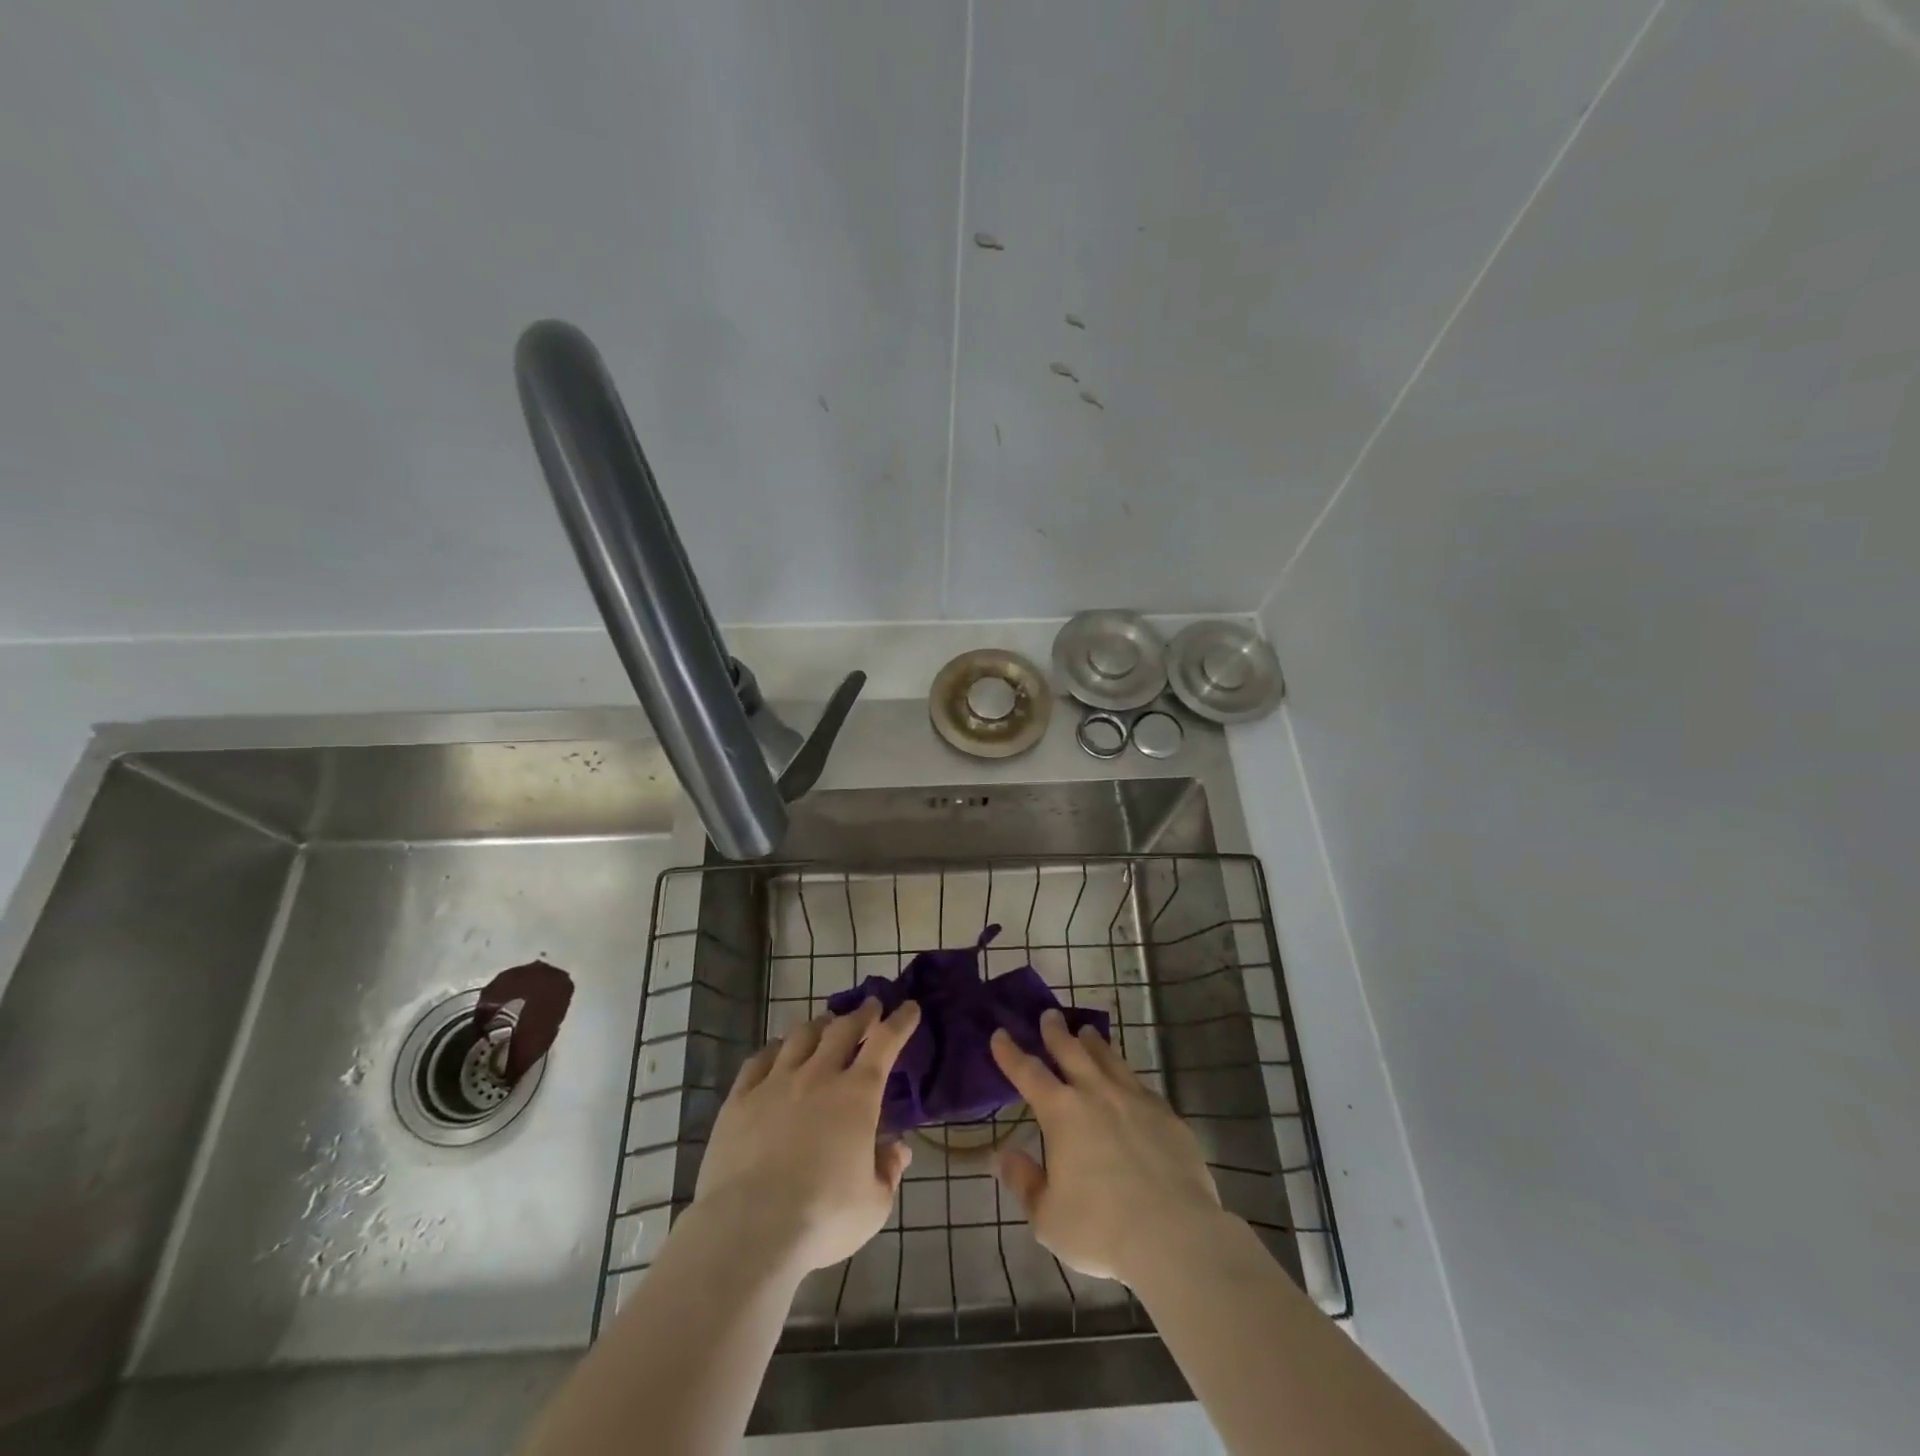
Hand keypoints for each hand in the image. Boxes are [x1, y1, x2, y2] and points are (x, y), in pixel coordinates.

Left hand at [693, 997, 920, 1273]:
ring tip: (825, 1023)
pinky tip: (777, 1050)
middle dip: (860, 1014)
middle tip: (869, 1006)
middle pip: (842, 1029)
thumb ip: (888, 1171)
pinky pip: (759, 1060)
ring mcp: (775, 1083)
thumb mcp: (873, 1205)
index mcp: (857, 1096)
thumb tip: (898, 1149)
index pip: (885, 1044)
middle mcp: (818, 1077)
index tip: (909, 1007)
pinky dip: (775, 1049)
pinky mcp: (739, 1100)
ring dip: (818, 1025)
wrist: (748, 1231)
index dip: (900, 1022)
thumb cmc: (822, 1219)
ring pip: (800, 1036)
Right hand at [990, 1009, 1224, 1285]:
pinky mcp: (1166, 1114)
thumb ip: (1024, 1182)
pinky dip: (1126, 1074)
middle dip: (1055, 1031)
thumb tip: (1002, 1156)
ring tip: (1087, 1032)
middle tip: (1049, 1015)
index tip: (1000, 1034)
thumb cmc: (1101, 1229)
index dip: (1010, 1052)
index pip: (1028, 1072)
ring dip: (1094, 1043)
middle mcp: (1096, 1093)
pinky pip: (1139, 1084)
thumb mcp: (1047, 1218)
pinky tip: (1127, 1079)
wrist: (1175, 1235)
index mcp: (1061, 1113)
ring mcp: (1134, 1099)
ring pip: (1109, 1059)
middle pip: (1071, 1051)